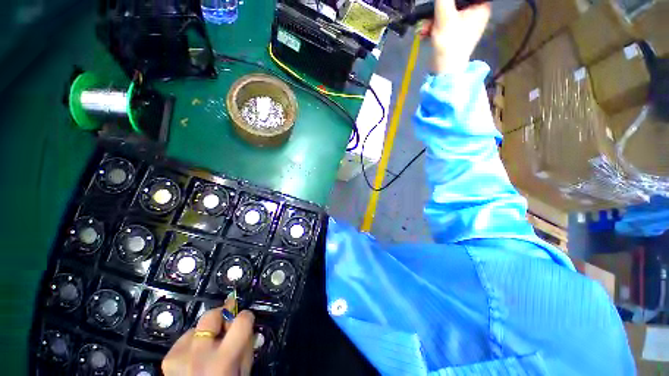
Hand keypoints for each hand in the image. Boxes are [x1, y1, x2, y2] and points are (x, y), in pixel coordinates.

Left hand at [162, 299, 254, 375]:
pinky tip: (195, 357)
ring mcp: (180, 357)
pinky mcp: (168, 359)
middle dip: (221, 315)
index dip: (246, 316)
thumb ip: (246, 344)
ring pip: (197, 327)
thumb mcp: (243, 370)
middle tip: (226, 324)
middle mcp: (199, 356)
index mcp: (223, 361)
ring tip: (208, 348)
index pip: (241, 321)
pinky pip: (184, 339)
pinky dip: (193, 343)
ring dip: (206, 333)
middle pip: (212, 315)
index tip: (246, 319)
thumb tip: (245, 322)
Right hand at [428, 0, 490, 74]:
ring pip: (447, 12)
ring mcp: (465, 23)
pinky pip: (443, 22)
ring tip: (423, 28)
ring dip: (432, 18)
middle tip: (428, 17)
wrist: (444, 71)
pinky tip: (424, 32)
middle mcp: (475, 13)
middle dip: (438, 9)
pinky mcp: (455, 32)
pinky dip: (433, 26)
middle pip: (456, 2)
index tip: (441, 3)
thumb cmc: (450, 45)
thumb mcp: (444, 18)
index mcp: (480, 7)